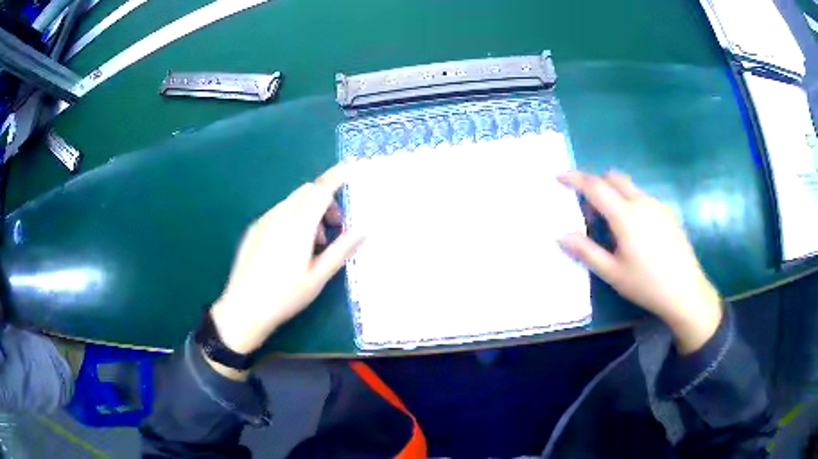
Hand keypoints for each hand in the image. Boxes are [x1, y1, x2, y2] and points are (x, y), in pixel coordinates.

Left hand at [210, 165, 363, 356]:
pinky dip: (293, 217)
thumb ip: (341, 249)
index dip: (338, 177)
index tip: (352, 170)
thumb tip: (365, 228)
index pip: (321, 190)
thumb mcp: (318, 277)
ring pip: (292, 201)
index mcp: (298, 226)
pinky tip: (291, 246)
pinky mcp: (254, 229)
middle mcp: (280, 216)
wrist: (244, 308)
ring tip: (313, 243)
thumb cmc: (285, 296)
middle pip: (307, 191)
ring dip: (309, 210)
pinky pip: (279, 211)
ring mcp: (264, 221)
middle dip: (325, 199)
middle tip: (334, 226)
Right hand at [558, 171, 721, 353]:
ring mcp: (657, 205)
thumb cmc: (646, 284)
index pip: (595, 186)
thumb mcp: (613, 273)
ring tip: (612, 226)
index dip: (575, 178)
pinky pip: (643, 197)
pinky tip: (635, 232)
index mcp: (625, 215)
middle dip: (596, 183)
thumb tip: (560, 235)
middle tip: (589, 210)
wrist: (686, 291)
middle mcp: (642, 202)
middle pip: (614, 178)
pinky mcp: (668, 213)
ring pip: (630, 187)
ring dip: (614, 194)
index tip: (559, 175)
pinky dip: (630, 202)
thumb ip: (586, 251)